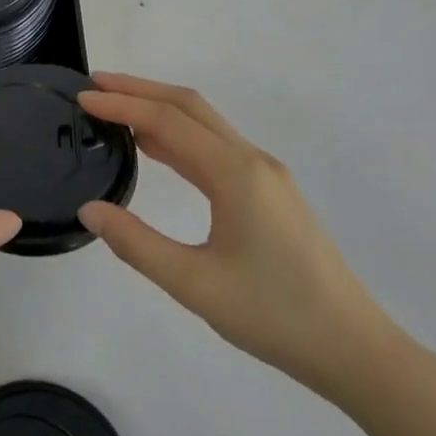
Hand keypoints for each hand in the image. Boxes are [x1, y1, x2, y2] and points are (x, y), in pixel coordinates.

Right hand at [77, 73, 396, 399]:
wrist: (353, 348)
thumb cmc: (273, 315)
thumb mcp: (194, 285)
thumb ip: (136, 244)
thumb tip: (89, 209)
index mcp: (235, 173)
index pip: (167, 121)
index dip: (121, 105)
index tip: (82, 99)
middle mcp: (252, 160)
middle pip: (189, 106)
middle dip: (140, 90)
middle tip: (94, 87)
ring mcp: (265, 174)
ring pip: (204, 124)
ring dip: (159, 109)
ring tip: (114, 109)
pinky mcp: (270, 192)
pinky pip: (216, 147)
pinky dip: (179, 135)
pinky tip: (156, 147)